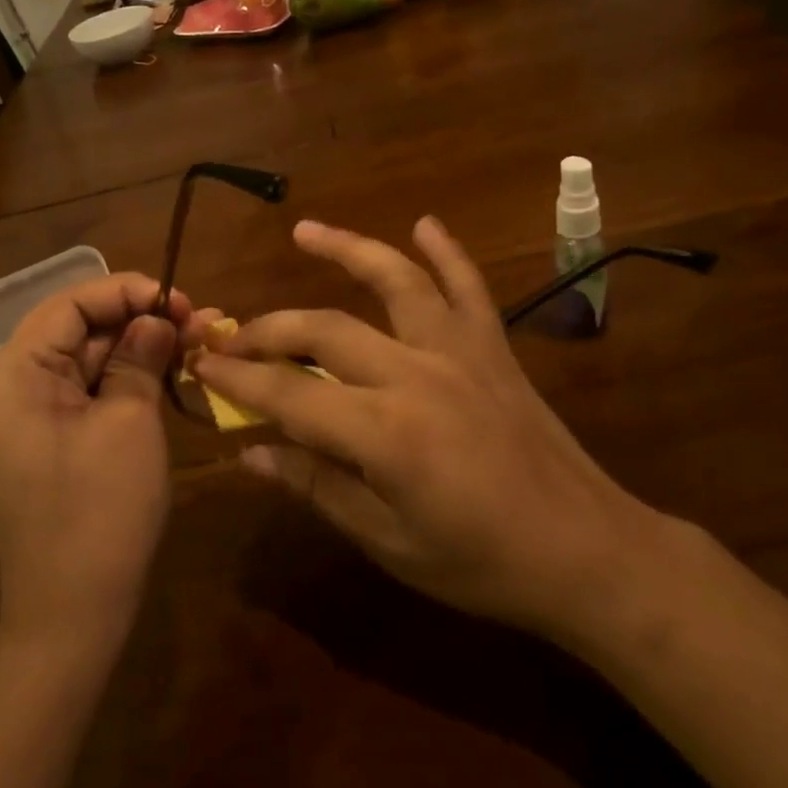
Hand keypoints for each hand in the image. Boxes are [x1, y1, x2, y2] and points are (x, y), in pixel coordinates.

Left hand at [0, 273, 204, 651]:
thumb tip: (159, 318)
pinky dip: (122, 382)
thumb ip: (141, 357)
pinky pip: (82, 395)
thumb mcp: (130, 421)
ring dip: (136, 351)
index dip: (125, 292)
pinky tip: (166, 373)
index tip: (179, 300)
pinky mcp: (41, 444)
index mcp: (8, 378)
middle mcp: (3, 391)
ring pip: (83, 363)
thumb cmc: (101, 512)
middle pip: (74, 333)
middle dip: (138, 322)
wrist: (73, 616)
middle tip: (199, 321)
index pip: (67, 306)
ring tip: (194, 341)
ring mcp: (19, 421)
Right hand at [190, 218, 663, 639]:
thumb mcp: (388, 542)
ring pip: (395, 281)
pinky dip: (447, 252)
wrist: (587, 552)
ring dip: (347, 250)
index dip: (238, 379)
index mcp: (385, 432)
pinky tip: (425, 224)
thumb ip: (316, 487)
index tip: (200, 366)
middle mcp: (416, 374)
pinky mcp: (494, 348)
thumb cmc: (482, 563)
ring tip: (305, 230)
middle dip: (268, 330)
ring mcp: (460, 352)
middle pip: (324, 329)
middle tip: (231, 336)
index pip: (288, 393)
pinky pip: (468, 287)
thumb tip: (249, 455)